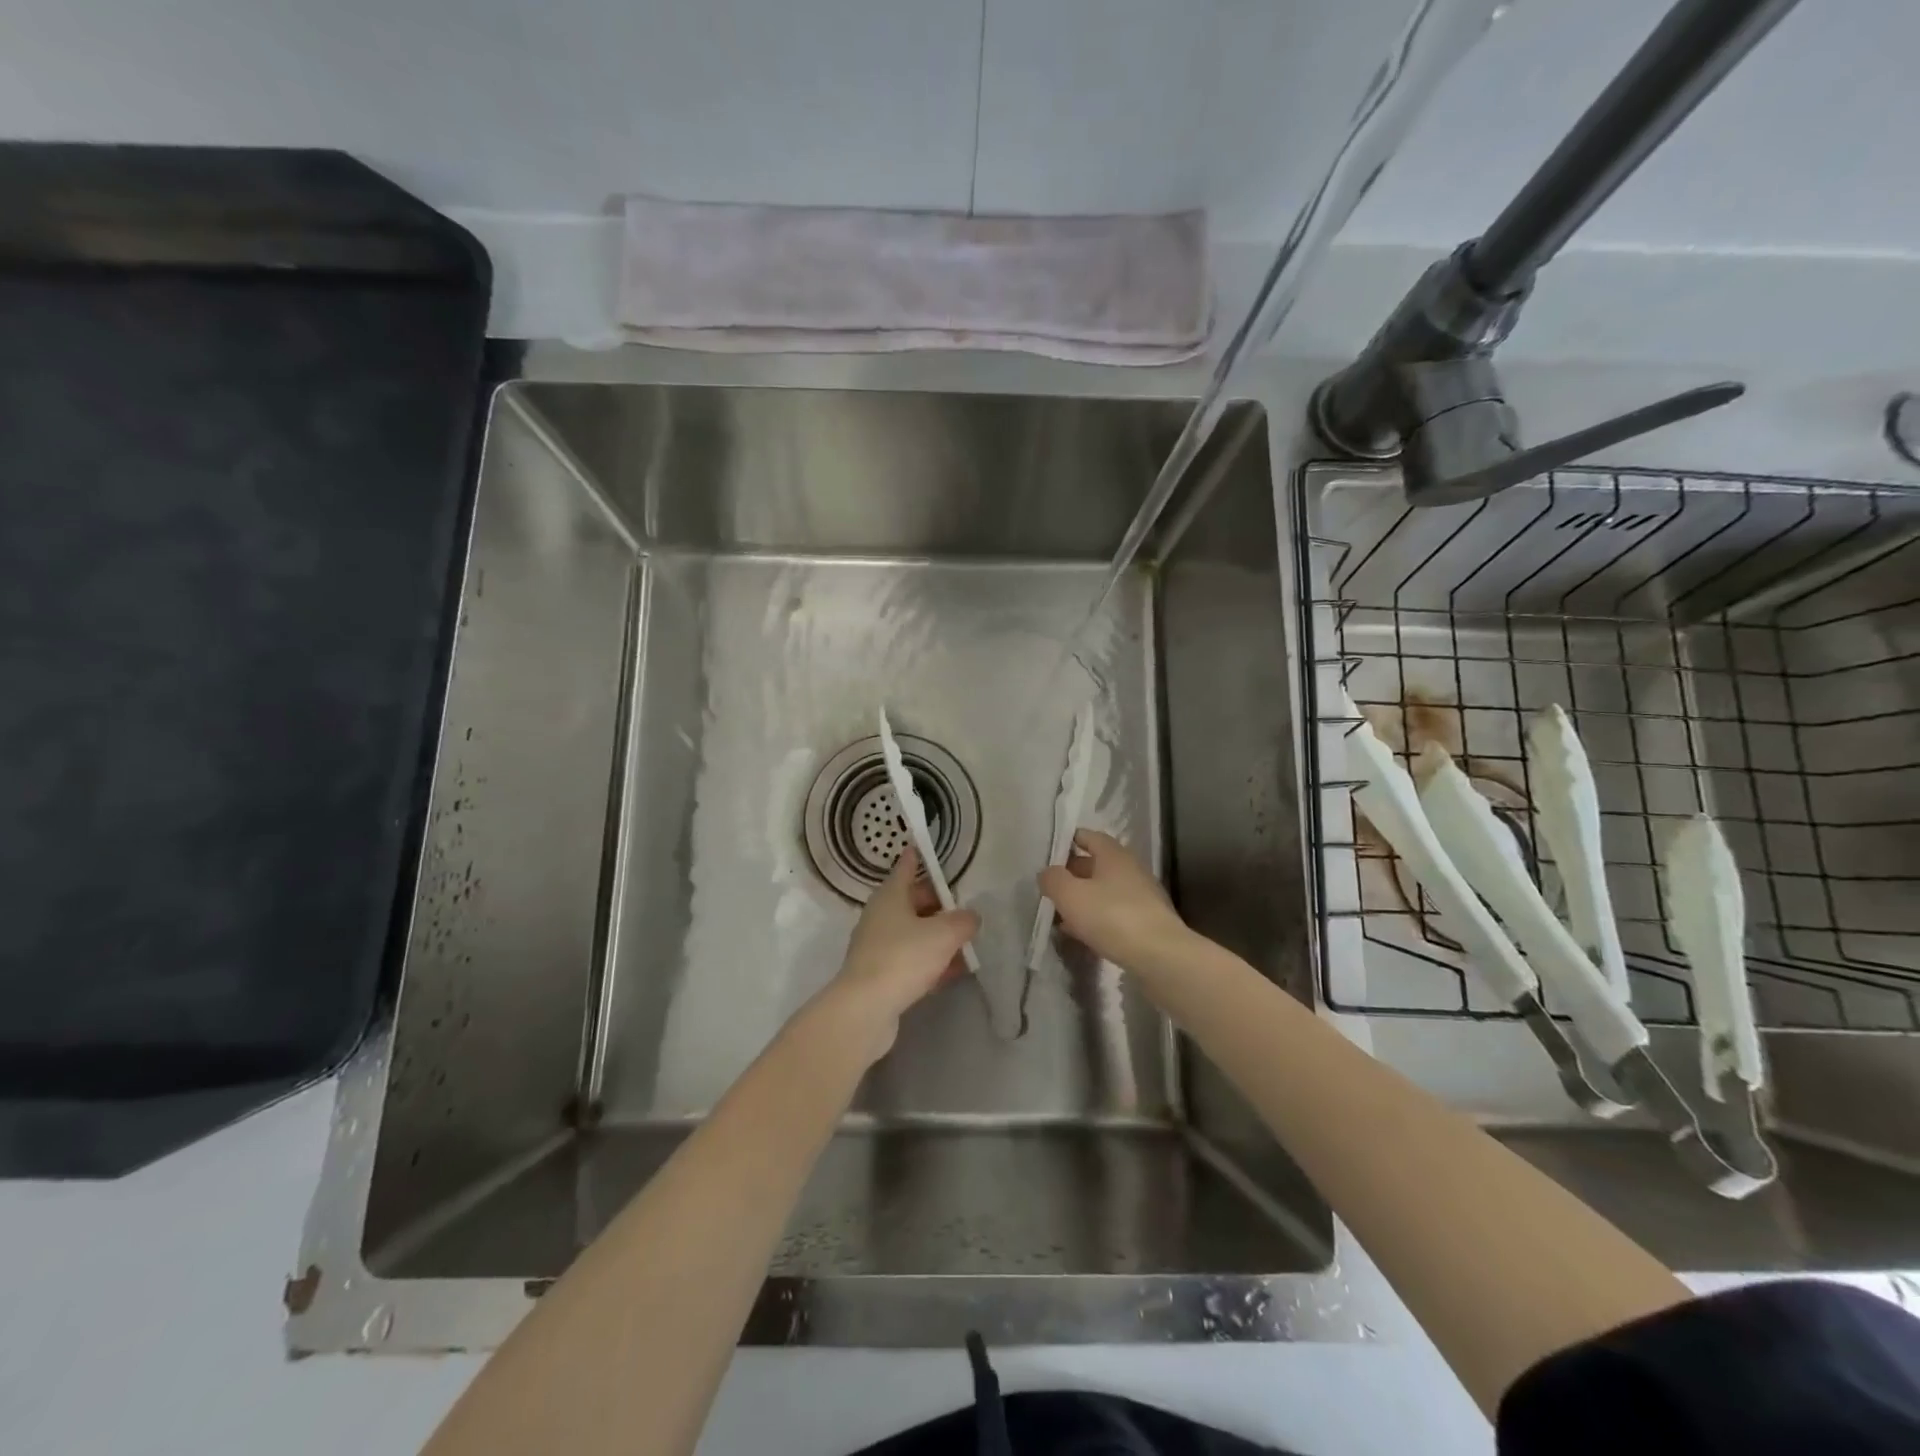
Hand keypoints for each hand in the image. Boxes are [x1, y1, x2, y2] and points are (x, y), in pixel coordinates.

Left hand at [818, 846, 979, 1061]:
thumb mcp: (944, 934)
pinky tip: (954, 973)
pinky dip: (931, 962)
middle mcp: (881, 916)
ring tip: (968, 943)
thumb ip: (963, 921)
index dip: (917, 857)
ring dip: (938, 937)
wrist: (865, 1008)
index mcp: (891, 896)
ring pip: (914, 933)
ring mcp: (878, 946)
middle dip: (940, 904)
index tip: (922, 847)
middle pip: (914, 902)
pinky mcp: (881, 974)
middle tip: (966, 908)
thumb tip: (970, 917)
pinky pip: (912, 960)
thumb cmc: (903, 957)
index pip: (906, 867)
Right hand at [1038, 830, 1189, 970]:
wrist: (1160, 956)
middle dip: (1072, 873)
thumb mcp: (1070, 895)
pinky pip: (1114, 913)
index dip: (1069, 841)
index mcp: (1114, 855)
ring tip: (1059, 913)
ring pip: (1104, 891)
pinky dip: (1096, 918)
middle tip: (1049, 886)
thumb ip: (1053, 879)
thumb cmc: (1111, 916)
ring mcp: (1141, 897)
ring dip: (1083, 898)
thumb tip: (1047, 872)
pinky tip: (1081, 933)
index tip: (1049, 852)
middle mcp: (1130, 870)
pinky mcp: (1146, 922)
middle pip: (1096, 864)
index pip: (1089, 836)